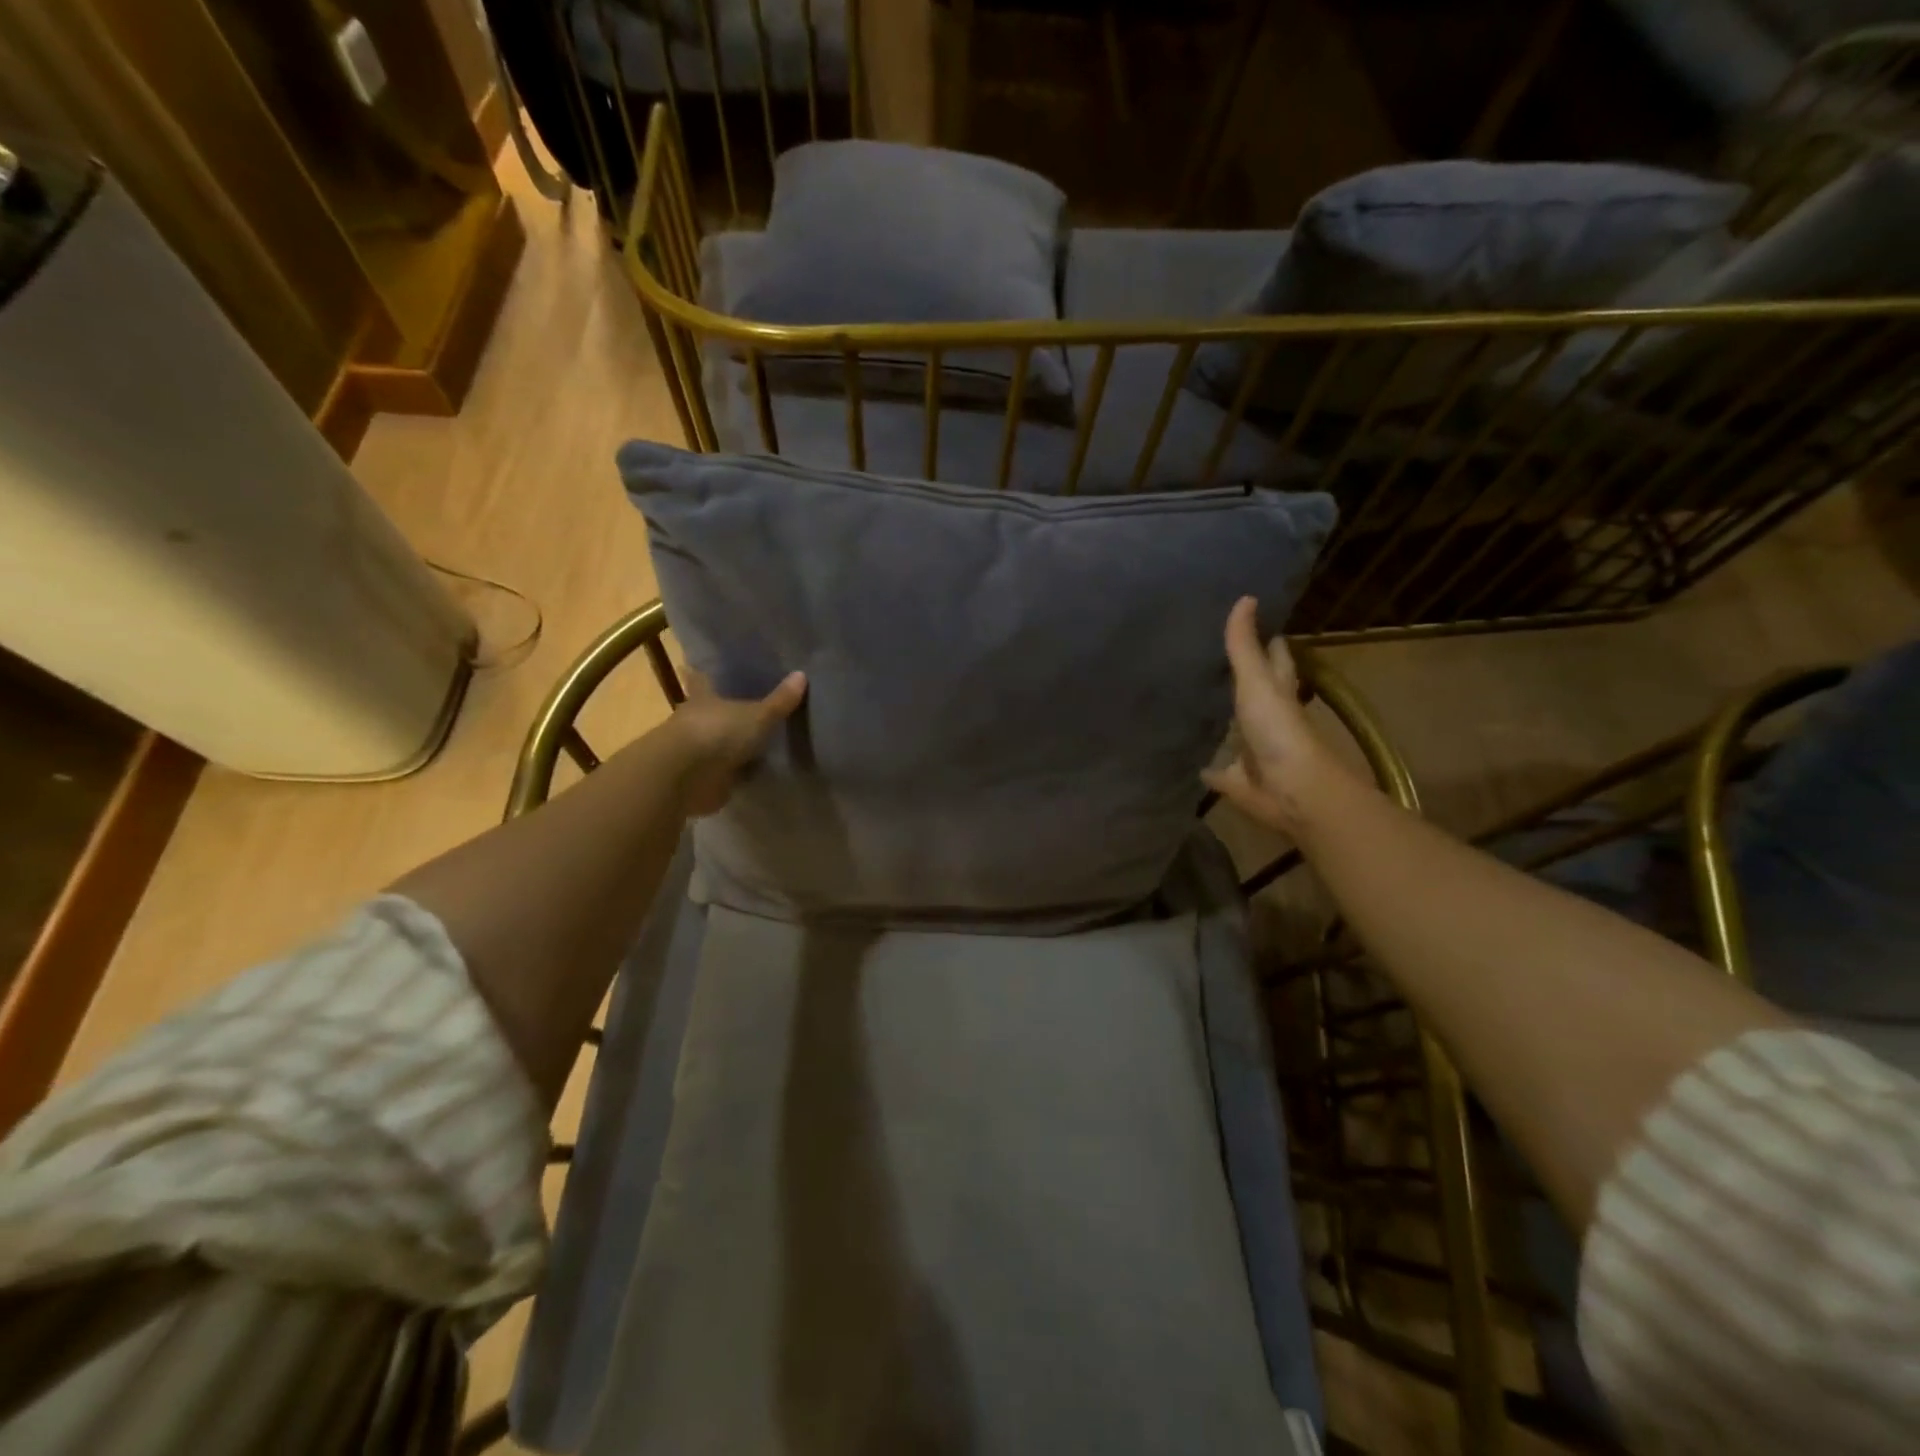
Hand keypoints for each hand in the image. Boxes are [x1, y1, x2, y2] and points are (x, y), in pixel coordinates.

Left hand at [669, 669, 806, 816]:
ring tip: (760, 742)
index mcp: (704, 698)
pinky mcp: (702, 779)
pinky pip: (725, 773)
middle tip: (748, 706)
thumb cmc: (717, 733)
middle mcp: (696, 721)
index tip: (704, 666)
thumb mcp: (757, 715)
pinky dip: (737, 773)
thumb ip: (779, 701)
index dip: (705, 674)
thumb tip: (802, 674)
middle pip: (711, 712)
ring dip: (731, 745)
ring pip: (717, 743)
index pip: (702, 680)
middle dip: (724, 711)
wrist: (685, 777)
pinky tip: (755, 772)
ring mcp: (697, 752)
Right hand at [1202, 597, 1345, 837]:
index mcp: (1277, 690)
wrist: (1291, 790)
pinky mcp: (1234, 777)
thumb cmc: (1278, 730)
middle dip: (1237, 677)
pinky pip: (1216, 770)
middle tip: (1205, 657)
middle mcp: (1266, 717)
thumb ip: (1244, 645)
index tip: (1246, 620)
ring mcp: (1250, 748)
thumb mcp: (1257, 680)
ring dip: (1218, 720)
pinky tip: (1185, 757)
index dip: (1266, 639)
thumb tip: (1246, 596)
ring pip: (1232, 729)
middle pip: (1253, 691)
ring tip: (1187, 701)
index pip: (1274, 657)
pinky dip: (1204, 766)